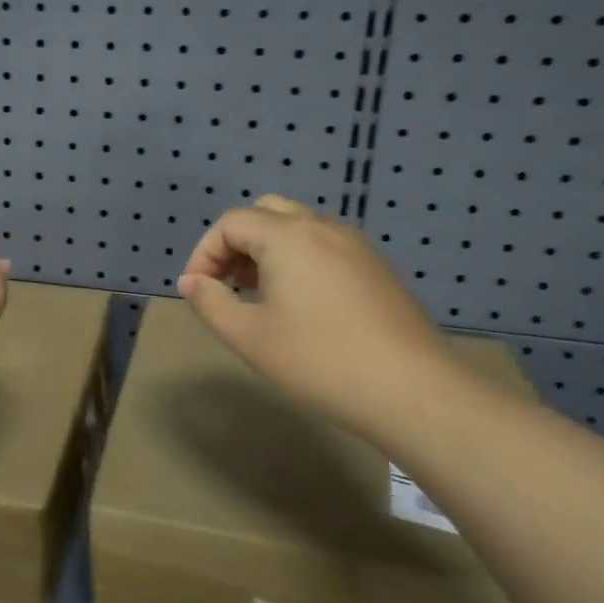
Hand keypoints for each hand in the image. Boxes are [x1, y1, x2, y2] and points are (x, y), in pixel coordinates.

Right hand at [177, 195, 471, 431]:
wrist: (412, 390)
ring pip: (297, 227)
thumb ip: (210, 303)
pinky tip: (301, 304)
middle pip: (265, 213)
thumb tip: (191, 282)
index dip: (204, 253)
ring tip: (259, 295)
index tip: (198, 291)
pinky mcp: (376, 267)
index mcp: (287, 236)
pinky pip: (324, 245)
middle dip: (236, 243)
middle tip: (227, 284)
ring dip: (267, 250)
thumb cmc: (319, 360)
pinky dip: (298, 258)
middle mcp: (321, 227)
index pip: (231, 223)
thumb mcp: (249, 336)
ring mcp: (355, 245)